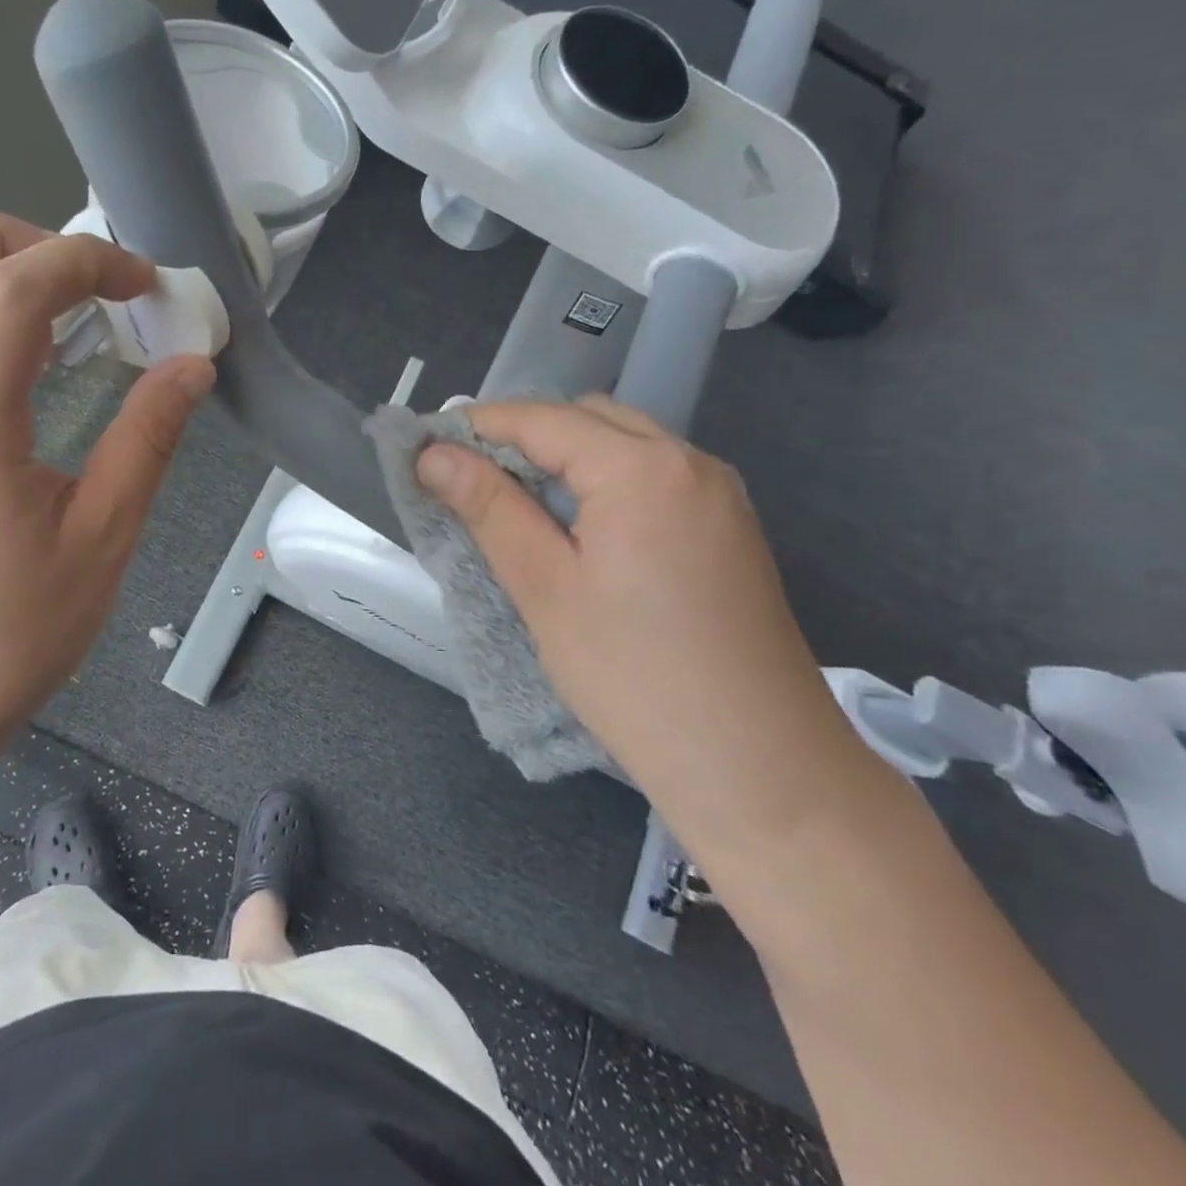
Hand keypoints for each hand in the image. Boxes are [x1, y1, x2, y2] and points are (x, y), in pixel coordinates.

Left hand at [0, 215, 213, 762]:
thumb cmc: (18, 630)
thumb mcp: (104, 537)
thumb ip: (147, 440)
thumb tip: (192, 366)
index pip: (8, 294)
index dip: (81, 262)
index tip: (143, 283)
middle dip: (1, 239)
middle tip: (75, 272)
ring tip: (52, 300)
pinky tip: (28, 356)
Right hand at [418, 396, 870, 848]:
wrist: (760, 768)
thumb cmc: (635, 675)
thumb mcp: (544, 587)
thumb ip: (489, 507)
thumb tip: (434, 454)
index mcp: (642, 469)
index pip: (543, 419)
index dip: (478, 426)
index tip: (426, 448)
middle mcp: (690, 462)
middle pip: (589, 417)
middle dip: (523, 435)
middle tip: (467, 478)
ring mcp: (718, 496)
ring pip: (625, 444)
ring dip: (564, 456)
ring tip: (512, 503)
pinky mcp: (728, 530)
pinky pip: (653, 477)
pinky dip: (603, 480)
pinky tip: (576, 528)